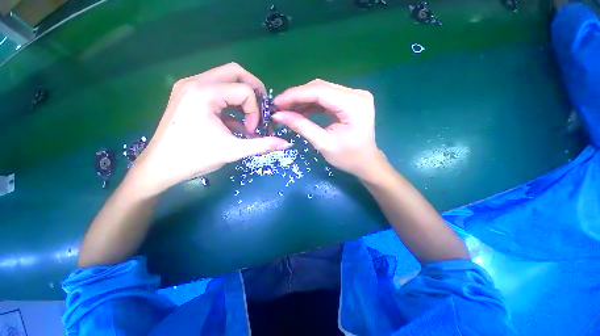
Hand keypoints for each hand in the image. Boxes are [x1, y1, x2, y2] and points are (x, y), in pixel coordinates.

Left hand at [131, 63, 290, 195]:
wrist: (159, 167)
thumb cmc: (195, 159)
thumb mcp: (233, 151)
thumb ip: (263, 145)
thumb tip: (287, 144)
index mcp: (204, 93)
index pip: (245, 90)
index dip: (255, 111)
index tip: (252, 131)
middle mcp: (195, 82)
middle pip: (235, 72)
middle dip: (254, 91)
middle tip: (260, 111)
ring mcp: (189, 86)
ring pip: (226, 79)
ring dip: (242, 97)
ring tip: (246, 119)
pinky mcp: (187, 94)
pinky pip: (217, 89)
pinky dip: (230, 103)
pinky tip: (232, 122)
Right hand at [272, 79, 384, 179]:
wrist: (365, 162)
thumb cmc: (348, 158)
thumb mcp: (323, 144)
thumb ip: (302, 127)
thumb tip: (278, 115)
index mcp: (354, 105)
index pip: (320, 92)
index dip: (295, 95)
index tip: (276, 103)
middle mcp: (356, 94)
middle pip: (320, 88)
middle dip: (297, 97)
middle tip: (279, 107)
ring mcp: (354, 96)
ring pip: (322, 91)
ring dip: (303, 100)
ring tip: (287, 110)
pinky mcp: (349, 101)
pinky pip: (326, 98)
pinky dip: (312, 104)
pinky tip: (300, 111)